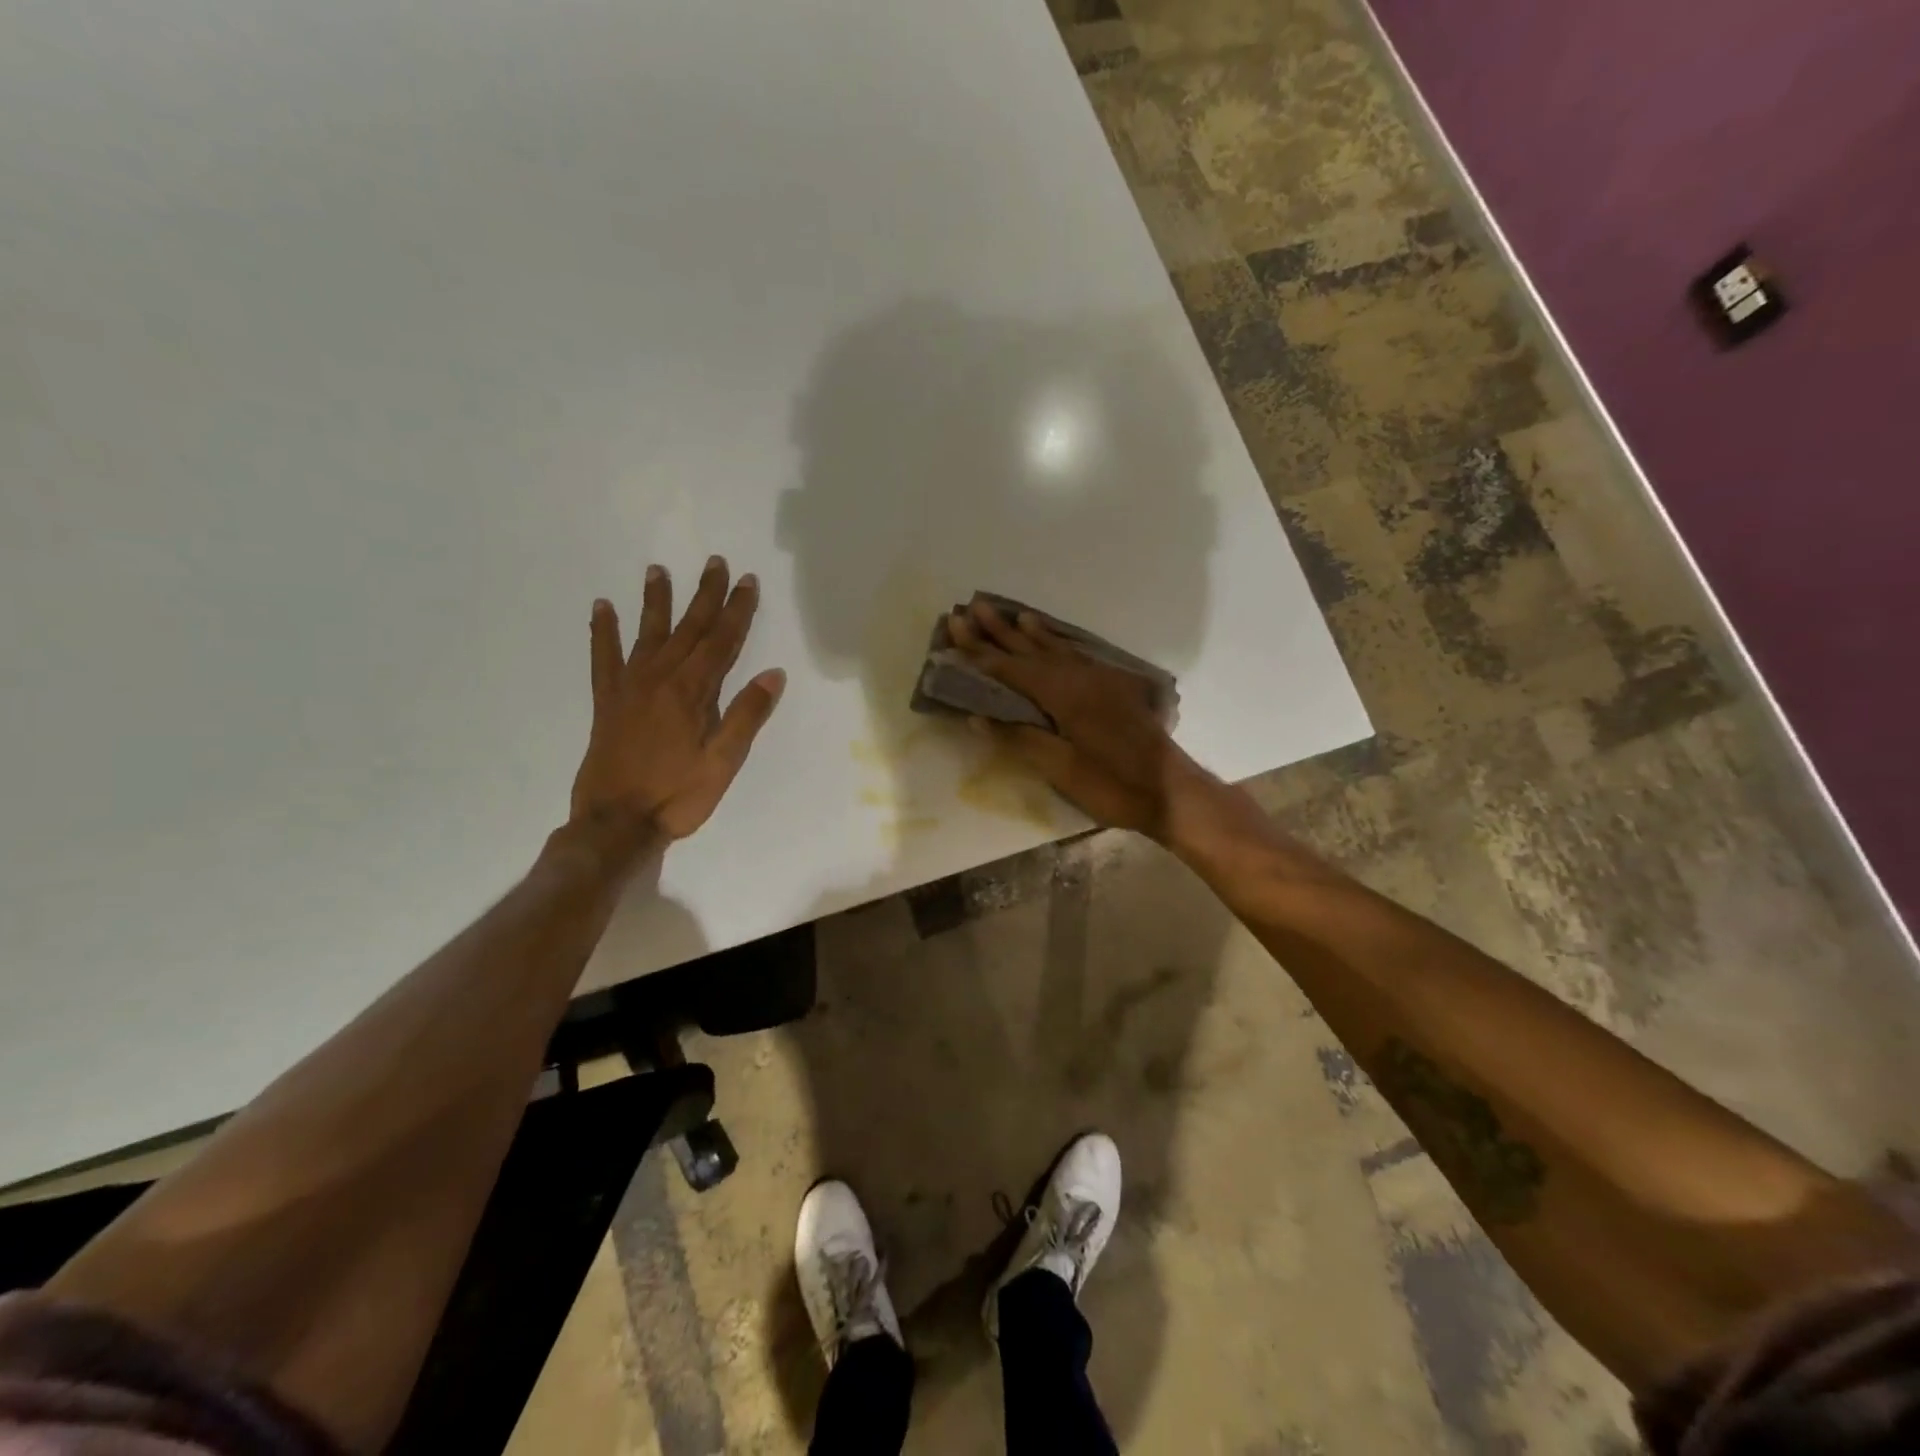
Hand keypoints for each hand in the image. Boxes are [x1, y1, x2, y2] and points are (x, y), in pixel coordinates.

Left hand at [571, 556, 785, 839]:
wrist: (616, 823)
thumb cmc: (678, 796)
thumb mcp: (724, 762)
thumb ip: (746, 716)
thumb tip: (773, 674)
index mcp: (693, 692)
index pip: (722, 641)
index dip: (737, 610)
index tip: (747, 581)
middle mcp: (661, 678)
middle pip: (688, 628)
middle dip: (705, 595)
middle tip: (715, 563)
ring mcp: (629, 687)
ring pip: (647, 633)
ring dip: (656, 601)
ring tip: (658, 570)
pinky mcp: (607, 701)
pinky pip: (603, 658)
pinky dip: (603, 631)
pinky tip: (602, 608)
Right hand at [946, 602, 1214, 840]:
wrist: (1171, 790)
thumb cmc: (1113, 784)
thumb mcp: (1062, 769)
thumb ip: (1020, 739)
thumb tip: (978, 717)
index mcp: (1063, 696)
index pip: (1011, 668)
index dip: (980, 650)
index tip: (955, 625)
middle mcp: (1079, 678)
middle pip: (1031, 651)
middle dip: (1000, 632)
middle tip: (974, 607)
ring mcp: (1099, 681)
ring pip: (1056, 650)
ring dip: (1030, 634)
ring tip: (1013, 615)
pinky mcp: (1113, 689)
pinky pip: (1077, 656)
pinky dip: (1059, 644)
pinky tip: (1054, 641)